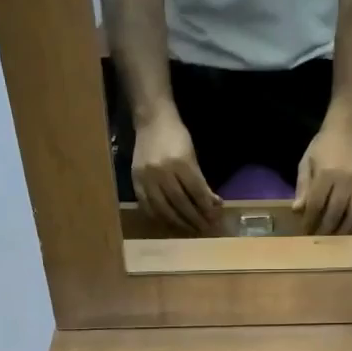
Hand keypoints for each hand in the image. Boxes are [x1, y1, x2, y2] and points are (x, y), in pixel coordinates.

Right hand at [133, 109, 219, 234]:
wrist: (151, 121)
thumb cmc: (176, 136)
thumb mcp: (192, 155)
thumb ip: (201, 181)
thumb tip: (214, 204)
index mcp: (180, 162)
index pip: (196, 192)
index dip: (206, 208)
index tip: (215, 218)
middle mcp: (162, 172)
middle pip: (180, 203)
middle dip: (194, 218)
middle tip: (204, 228)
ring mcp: (147, 178)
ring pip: (163, 209)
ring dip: (178, 222)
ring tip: (190, 229)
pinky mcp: (136, 182)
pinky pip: (147, 207)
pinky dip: (159, 218)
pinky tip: (169, 223)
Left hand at [294, 124, 351, 234]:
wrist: (348, 128)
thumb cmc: (323, 146)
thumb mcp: (306, 163)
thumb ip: (302, 187)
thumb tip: (297, 210)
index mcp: (326, 174)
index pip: (316, 204)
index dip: (309, 220)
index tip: (305, 230)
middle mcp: (346, 179)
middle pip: (336, 212)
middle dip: (325, 229)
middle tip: (319, 238)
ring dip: (346, 229)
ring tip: (337, 237)